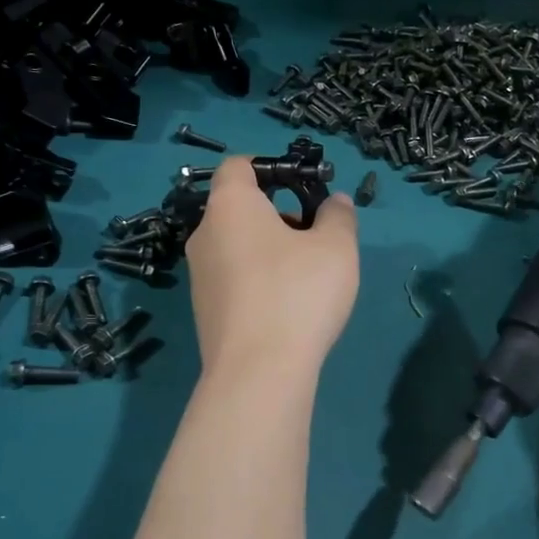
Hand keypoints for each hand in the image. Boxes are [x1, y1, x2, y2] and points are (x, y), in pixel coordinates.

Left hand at [184, 157, 359, 375]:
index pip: (239, 166)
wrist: (258, 372)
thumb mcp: (337, 248)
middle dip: (279, 214)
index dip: (272, 167)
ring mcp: (199, 276)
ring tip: (307, 277)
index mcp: (230, 206)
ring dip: (270, 250)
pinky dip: (259, 280)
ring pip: (238, 246)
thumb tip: (335, 203)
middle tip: (316, 237)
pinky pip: (234, 279)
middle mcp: (204, 234)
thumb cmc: (298, 293)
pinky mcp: (204, 311)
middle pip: (240, 209)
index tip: (304, 187)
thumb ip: (339, 216)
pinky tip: (287, 307)